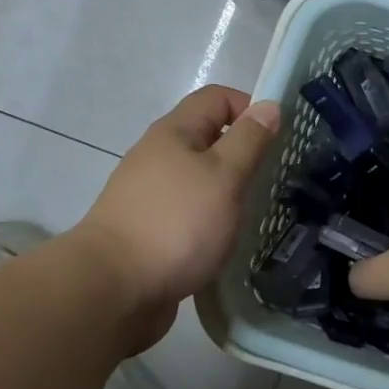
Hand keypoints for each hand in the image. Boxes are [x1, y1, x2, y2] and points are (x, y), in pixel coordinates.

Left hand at [74, 86, 279, 315]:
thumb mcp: (224, 175)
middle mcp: (157, 156)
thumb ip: (249, 140)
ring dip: (227, 190)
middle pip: (207, 137)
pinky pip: (188, 212)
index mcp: (174, 133)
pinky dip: (210, 220)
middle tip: (271, 180)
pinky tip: (225, 242)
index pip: (217, 98)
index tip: (276, 141)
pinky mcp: (148, 230)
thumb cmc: (176, 223)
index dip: (250, 108)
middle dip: (243, 154)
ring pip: (198, 178)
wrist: (113, 290)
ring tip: (253, 214)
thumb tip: (268, 105)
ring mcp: (149, 195)